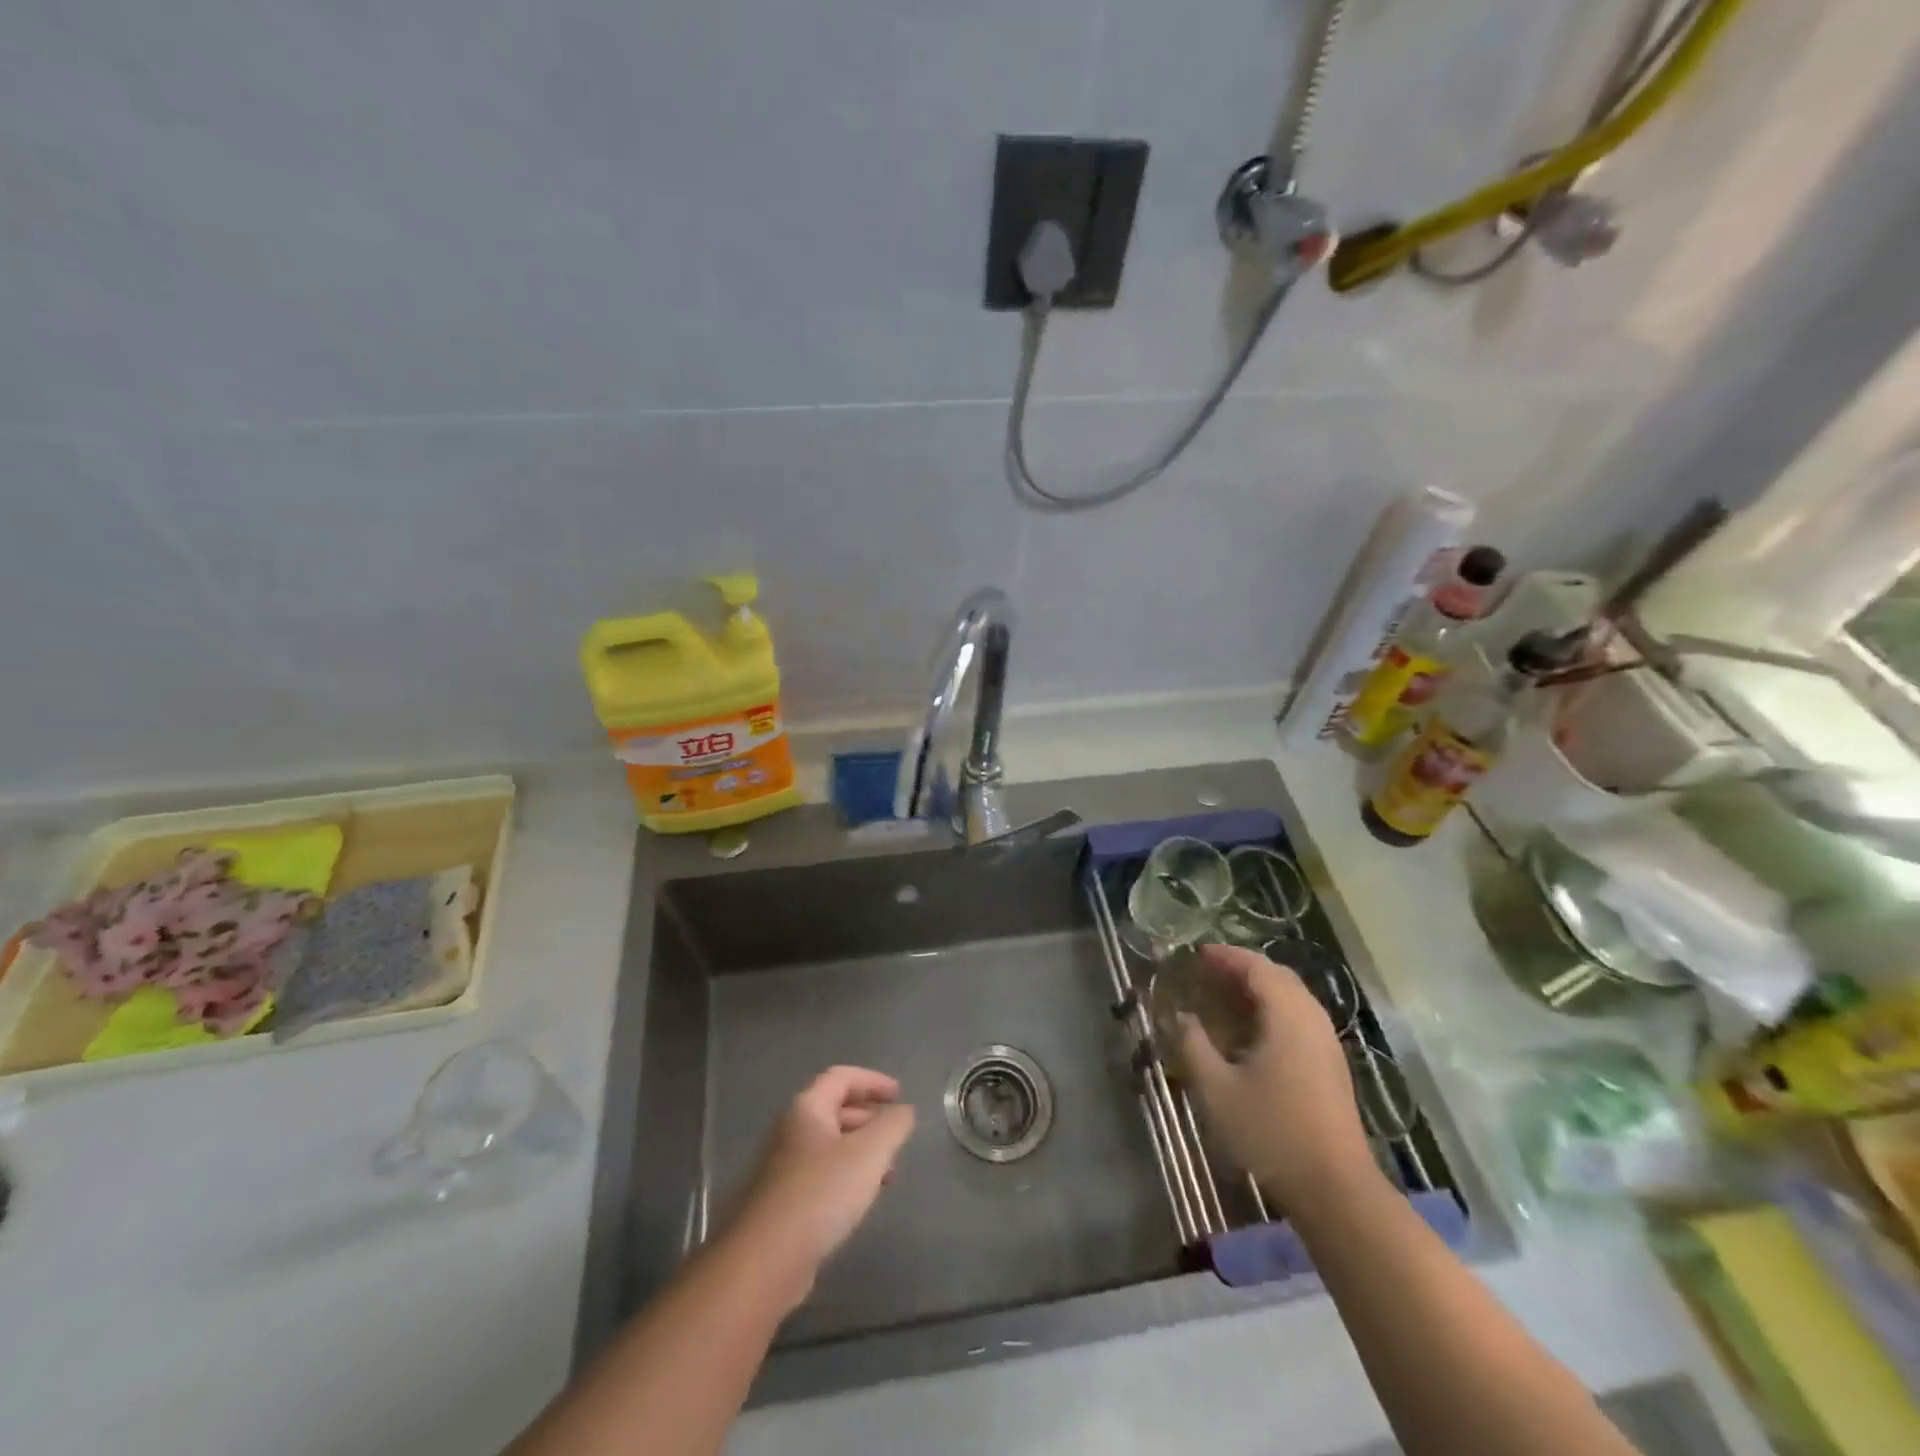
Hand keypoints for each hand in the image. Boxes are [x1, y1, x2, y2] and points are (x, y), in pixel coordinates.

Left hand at [727, 1066, 915, 1309]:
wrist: (764, 1261)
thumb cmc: (820, 1193)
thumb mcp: (869, 1153)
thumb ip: (893, 1125)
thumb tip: (904, 1111)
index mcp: (807, 1108)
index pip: (842, 1077)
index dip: (873, 1081)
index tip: (899, 1095)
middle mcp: (790, 1130)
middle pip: (834, 1109)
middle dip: (869, 1118)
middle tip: (896, 1136)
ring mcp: (782, 1167)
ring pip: (829, 1145)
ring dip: (860, 1151)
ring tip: (887, 1173)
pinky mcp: (781, 1202)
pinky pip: (820, 1175)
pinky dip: (846, 1176)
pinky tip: (860, 1201)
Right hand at [1177, 944, 1379, 1213]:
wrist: (1335, 1189)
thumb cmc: (1271, 1132)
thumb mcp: (1217, 1089)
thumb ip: (1194, 1045)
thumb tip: (1181, 1017)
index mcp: (1287, 1015)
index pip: (1256, 966)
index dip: (1226, 955)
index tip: (1196, 954)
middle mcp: (1312, 1019)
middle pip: (1278, 976)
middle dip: (1242, 968)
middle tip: (1208, 973)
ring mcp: (1326, 1043)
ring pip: (1292, 997)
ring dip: (1259, 989)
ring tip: (1224, 998)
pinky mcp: (1331, 1065)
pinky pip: (1299, 1017)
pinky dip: (1273, 1009)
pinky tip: (1251, 1032)